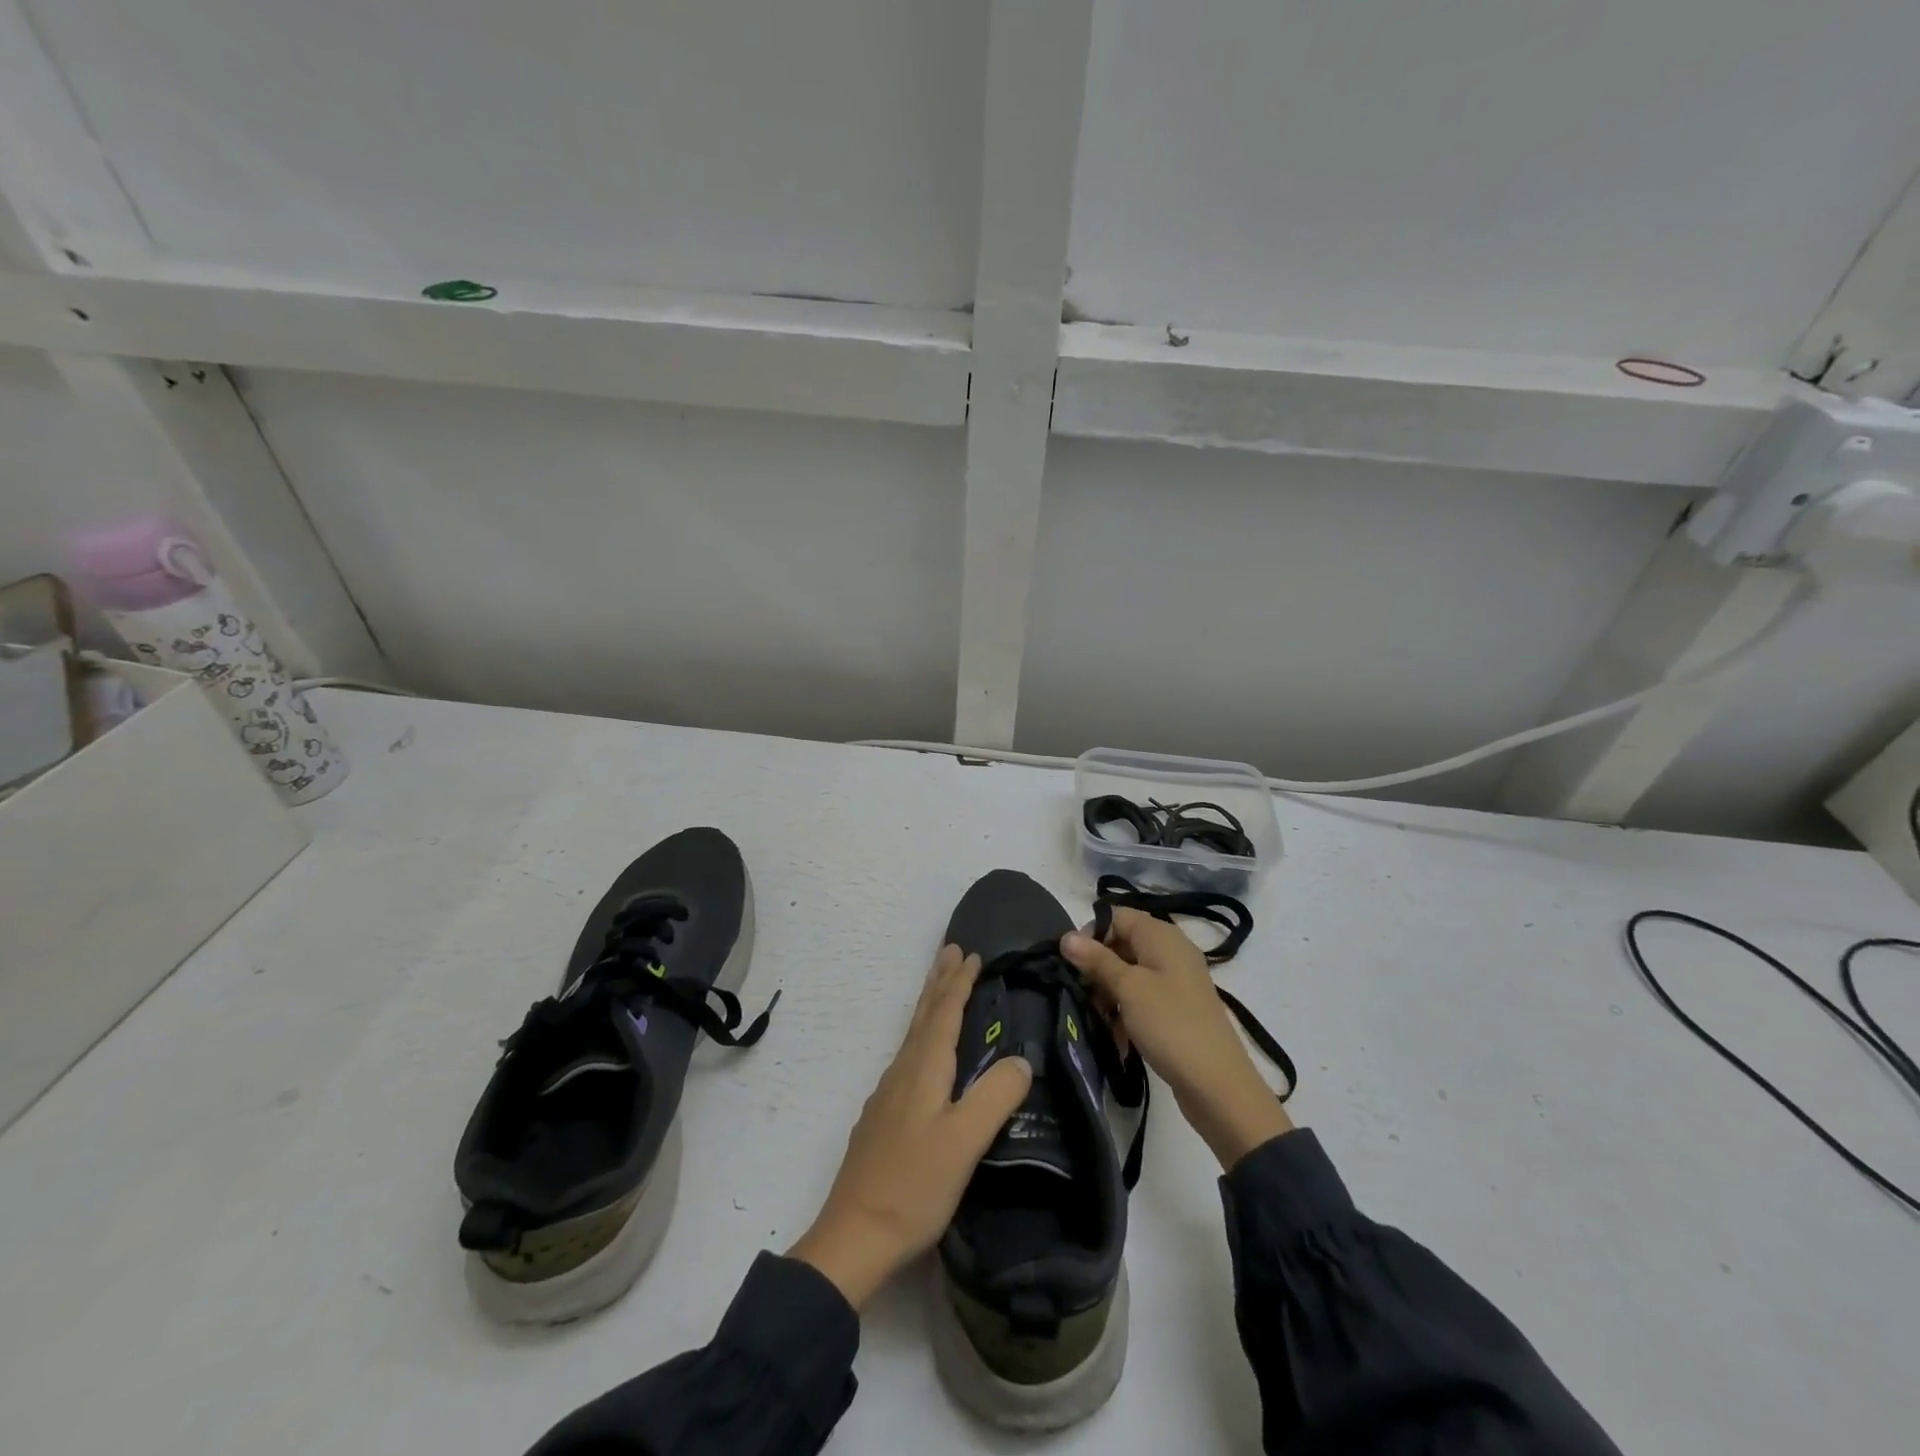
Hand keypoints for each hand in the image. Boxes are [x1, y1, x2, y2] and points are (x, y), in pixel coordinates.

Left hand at [788, 945, 1032, 1308]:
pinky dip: (921, 1036)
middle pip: (923, 1015)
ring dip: (929, 1005)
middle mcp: (902, 1072)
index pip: (944, 1013)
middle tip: (950, 950)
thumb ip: (994, 1097)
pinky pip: (908, 1057)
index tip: (972, 954)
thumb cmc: (913, 1186)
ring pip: (913, 1034)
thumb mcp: (964, 1142)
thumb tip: (1021, 1060)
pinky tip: (924, 1056)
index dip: (959, 983)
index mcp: (922, 1070)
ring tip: (940, 988)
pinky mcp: (883, 1118)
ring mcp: (888, 1095)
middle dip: (938, 981)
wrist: (854, 1236)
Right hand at [1062, 910, 1292, 1170]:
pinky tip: (1116, 1033)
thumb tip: (1066, 936)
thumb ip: (1096, 960)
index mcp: (1161, 935)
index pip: (1116, 916)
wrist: (1217, 1084)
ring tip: (1098, 1017)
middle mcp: (1170, 950)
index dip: (1091, 933)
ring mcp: (1176, 979)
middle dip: (1098, 966)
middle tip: (1082, 993)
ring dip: (1109, 991)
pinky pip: (1143, 995)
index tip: (1073, 963)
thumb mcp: (1128, 988)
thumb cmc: (1169, 1024)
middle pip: (1122, 943)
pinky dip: (1127, 1009)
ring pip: (1130, 972)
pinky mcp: (1177, 1007)